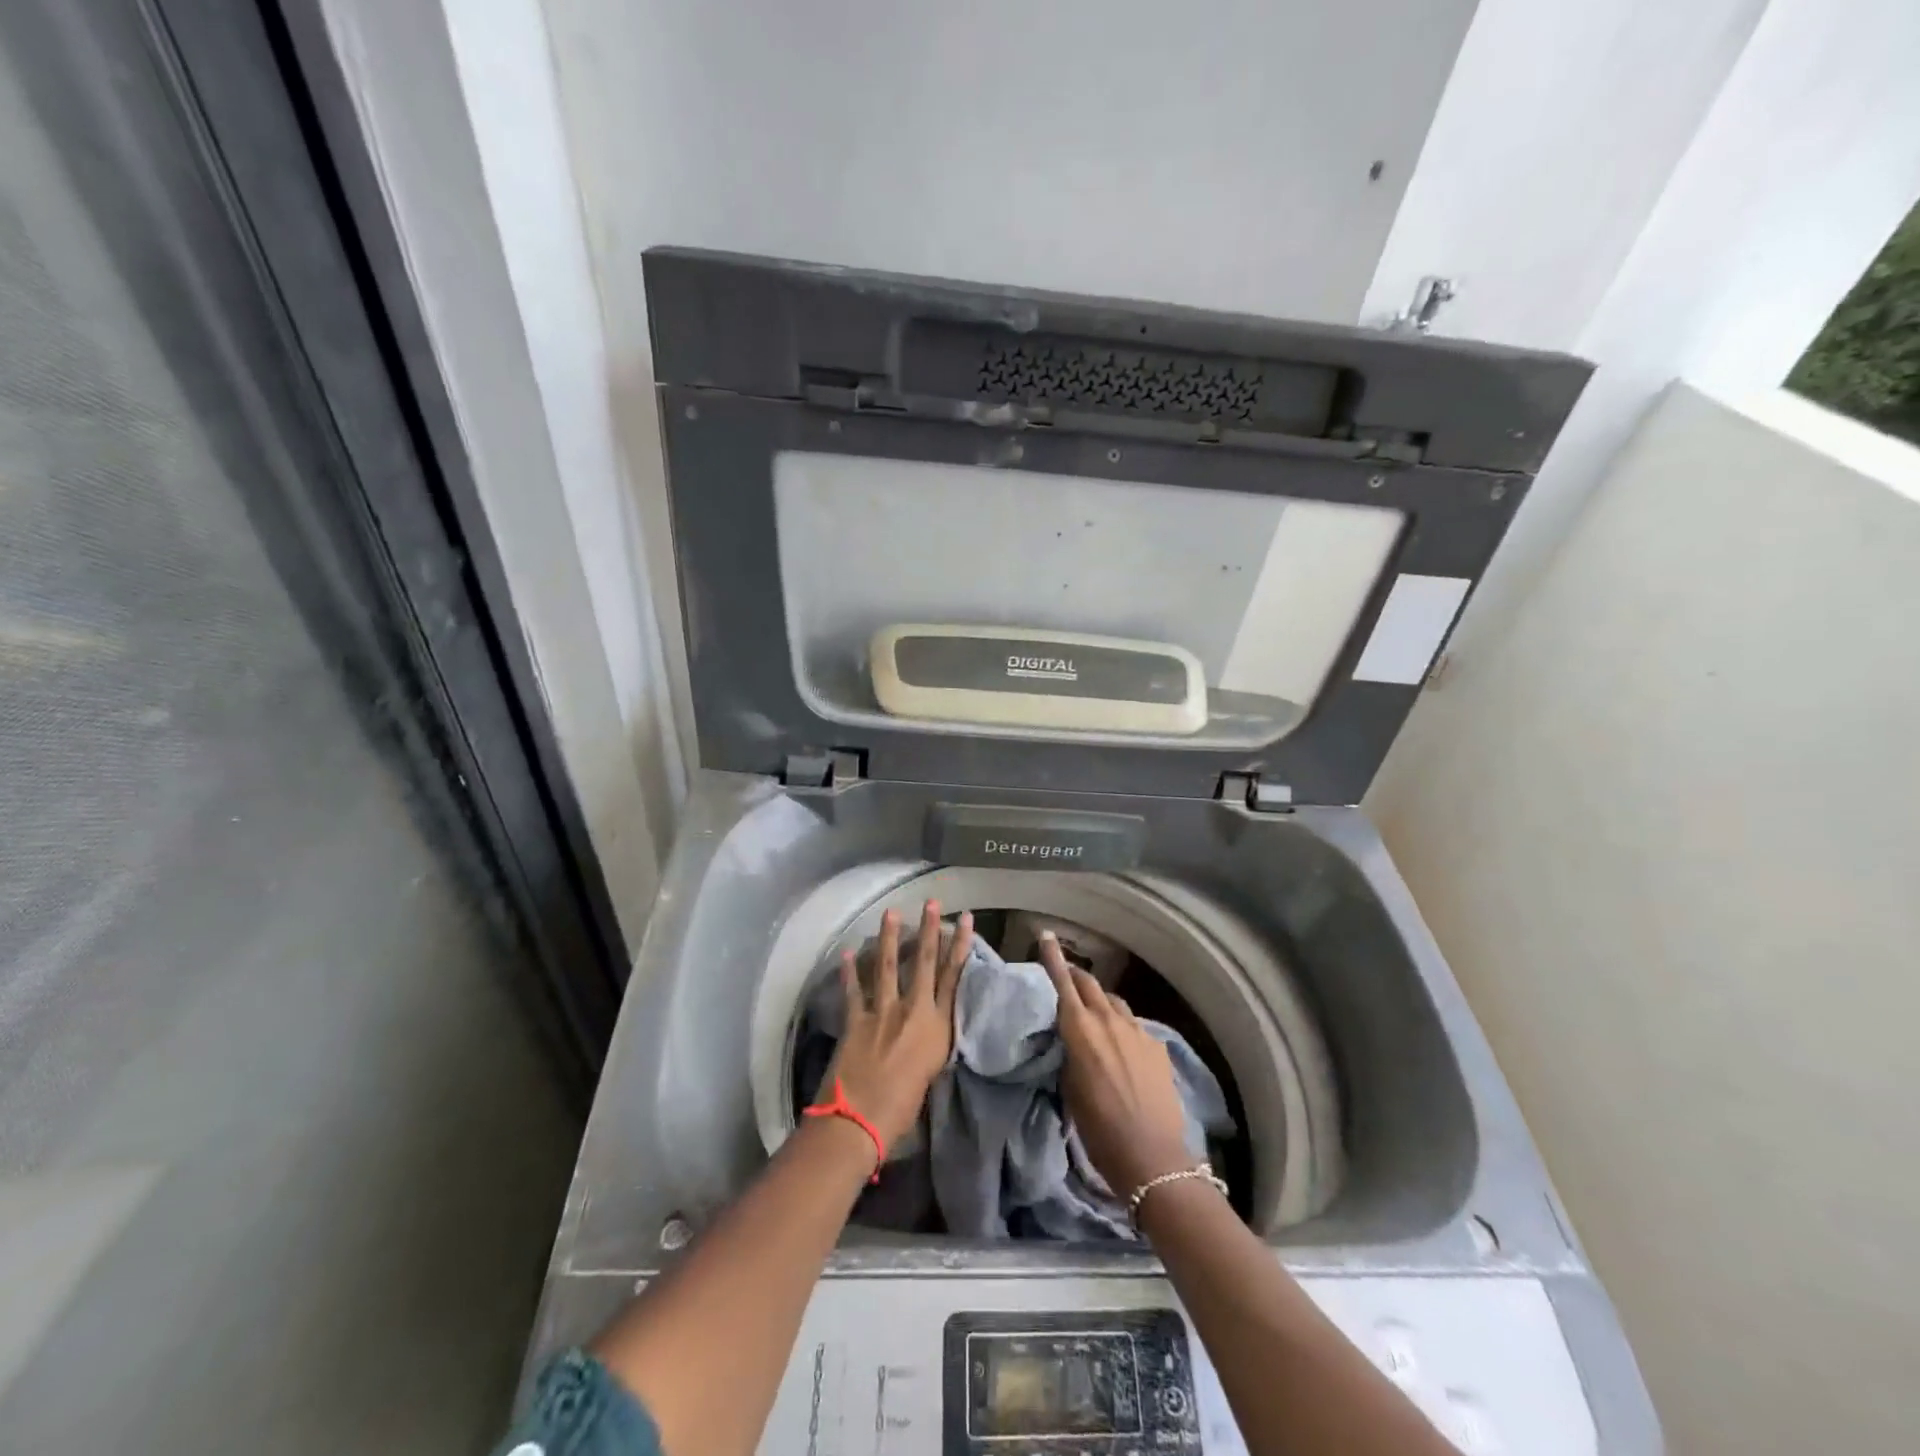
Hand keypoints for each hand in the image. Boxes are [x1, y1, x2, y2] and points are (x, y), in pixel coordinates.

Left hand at [825, 902, 973, 1151]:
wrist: (859, 1123)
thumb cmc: (902, 1111)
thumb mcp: (930, 1073)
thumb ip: (931, 1044)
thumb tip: (928, 1029)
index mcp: (937, 1027)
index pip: (953, 977)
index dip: (960, 946)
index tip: (966, 919)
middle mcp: (912, 1011)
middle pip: (923, 962)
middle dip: (929, 930)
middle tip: (932, 903)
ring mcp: (881, 1012)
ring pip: (887, 966)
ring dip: (889, 937)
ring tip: (891, 912)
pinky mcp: (855, 1020)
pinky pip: (853, 990)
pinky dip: (849, 972)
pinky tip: (847, 953)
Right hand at [1039, 931, 1195, 1197]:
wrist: (1150, 1155)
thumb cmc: (1098, 1128)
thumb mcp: (1069, 1087)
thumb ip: (1068, 1052)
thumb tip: (1070, 1038)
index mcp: (1080, 1028)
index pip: (1062, 982)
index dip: (1053, 957)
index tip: (1046, 935)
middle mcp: (1109, 1020)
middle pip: (1090, 984)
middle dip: (1076, 976)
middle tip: (1065, 978)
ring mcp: (1137, 1031)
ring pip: (1113, 1002)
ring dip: (1100, 1002)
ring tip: (1094, 1014)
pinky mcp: (1157, 1046)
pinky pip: (1134, 1025)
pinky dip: (1122, 1027)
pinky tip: (1122, 1047)